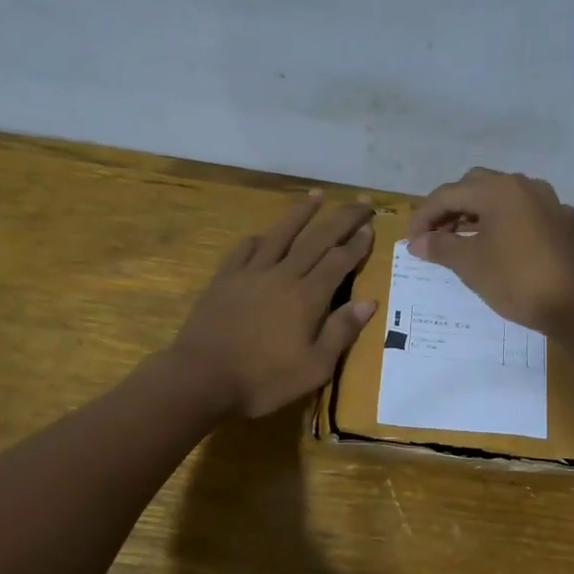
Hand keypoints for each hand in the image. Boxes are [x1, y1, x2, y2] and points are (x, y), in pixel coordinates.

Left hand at [168, 191, 377, 417]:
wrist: (202, 377)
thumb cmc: (263, 379)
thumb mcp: (314, 367)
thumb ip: (341, 331)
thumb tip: (369, 301)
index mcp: (307, 297)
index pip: (339, 260)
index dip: (357, 242)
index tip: (371, 226)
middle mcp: (282, 275)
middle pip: (317, 238)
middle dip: (342, 217)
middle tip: (361, 200)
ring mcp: (250, 273)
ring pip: (281, 233)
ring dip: (301, 213)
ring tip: (317, 195)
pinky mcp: (225, 279)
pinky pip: (245, 249)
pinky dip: (260, 238)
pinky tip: (264, 234)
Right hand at [406, 168, 573, 332]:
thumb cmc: (517, 280)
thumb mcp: (470, 265)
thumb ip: (440, 247)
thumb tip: (417, 242)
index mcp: (498, 190)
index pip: (448, 194)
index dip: (424, 216)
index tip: (410, 241)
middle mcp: (523, 185)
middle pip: (474, 186)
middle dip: (450, 208)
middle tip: (434, 236)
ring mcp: (547, 202)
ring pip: (501, 198)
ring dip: (476, 214)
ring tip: (459, 241)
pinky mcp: (561, 221)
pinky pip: (522, 213)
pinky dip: (502, 223)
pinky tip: (497, 245)